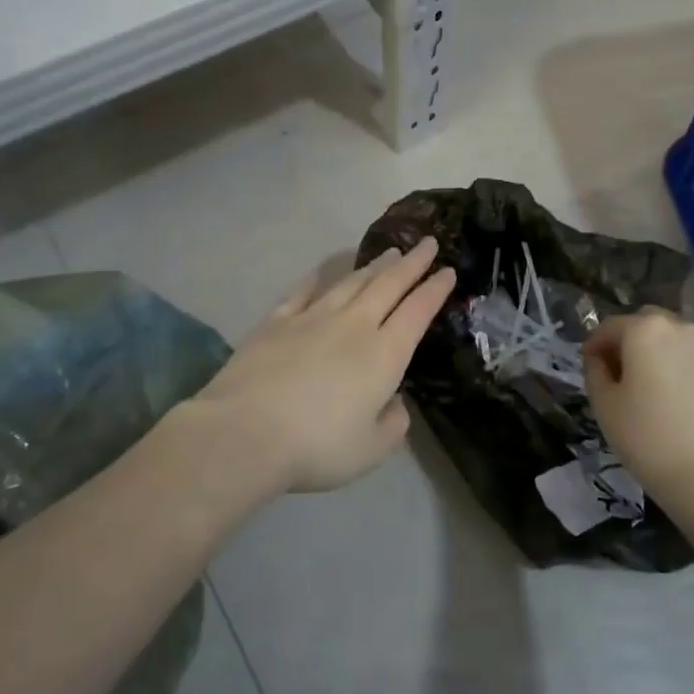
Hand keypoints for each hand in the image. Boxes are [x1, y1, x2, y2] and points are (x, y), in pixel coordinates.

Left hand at [193, 239, 456, 492]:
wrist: (245, 432)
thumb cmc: (317, 447)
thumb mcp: (371, 450)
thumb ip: (393, 424)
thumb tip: (394, 402)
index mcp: (383, 355)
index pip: (417, 312)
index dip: (434, 290)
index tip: (448, 270)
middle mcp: (352, 326)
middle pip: (388, 286)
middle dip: (412, 264)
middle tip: (428, 243)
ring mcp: (312, 318)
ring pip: (350, 283)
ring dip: (374, 266)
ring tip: (389, 253)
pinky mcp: (276, 322)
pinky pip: (303, 292)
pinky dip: (318, 278)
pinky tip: (324, 271)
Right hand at [583, 308, 693, 509]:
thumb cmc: (647, 437)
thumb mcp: (604, 404)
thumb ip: (595, 371)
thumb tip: (600, 359)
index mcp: (646, 329)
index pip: (609, 327)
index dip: (593, 345)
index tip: (586, 365)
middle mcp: (681, 327)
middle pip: (645, 324)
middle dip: (626, 342)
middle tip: (615, 374)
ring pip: (671, 340)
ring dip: (654, 353)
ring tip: (645, 388)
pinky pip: (692, 359)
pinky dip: (677, 368)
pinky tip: (672, 400)